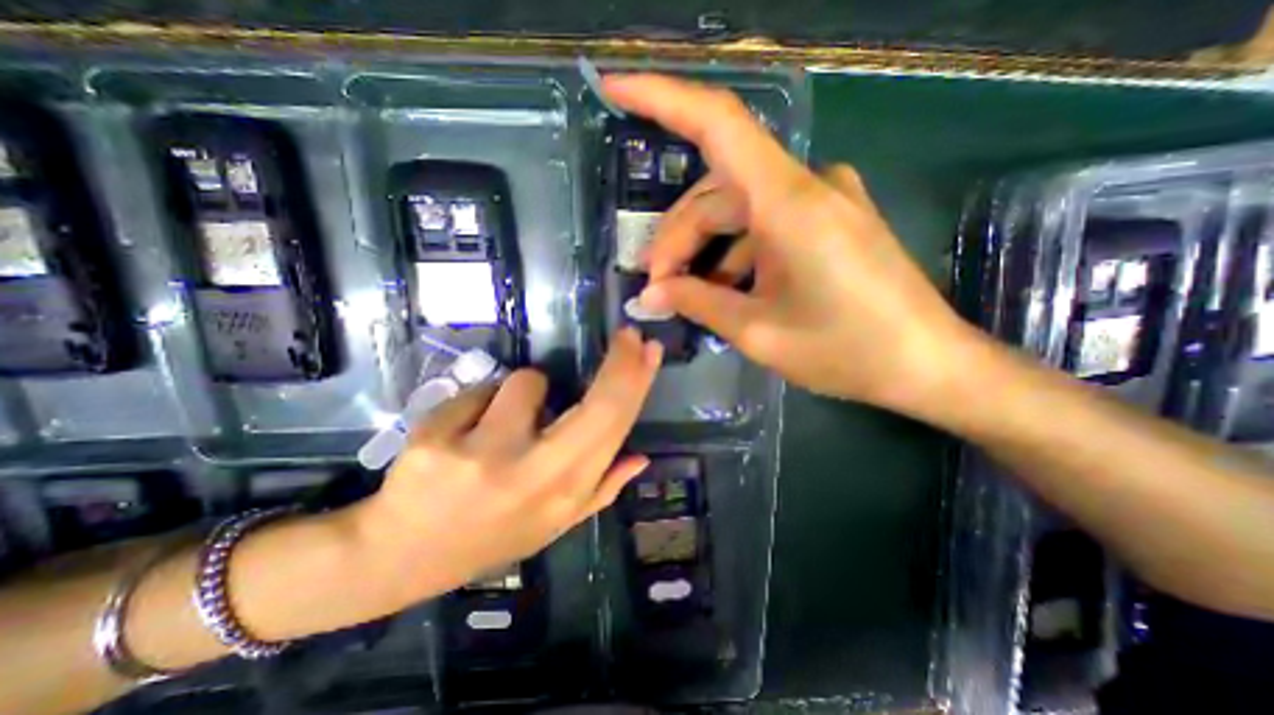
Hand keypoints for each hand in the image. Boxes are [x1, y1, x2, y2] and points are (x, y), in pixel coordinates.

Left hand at [346, 327, 662, 604]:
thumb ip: (601, 490)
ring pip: (524, 382)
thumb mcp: (553, 524)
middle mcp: (533, 474)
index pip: (613, 428)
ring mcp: (483, 456)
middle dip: (619, 362)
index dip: (636, 384)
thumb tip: (640, 458)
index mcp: (564, 494)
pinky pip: (478, 391)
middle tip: (628, 337)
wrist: (400, 557)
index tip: (648, 349)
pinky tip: (462, 434)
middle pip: (595, 405)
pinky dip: (479, 403)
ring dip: (522, 392)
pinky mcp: (437, 439)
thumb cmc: (489, 537)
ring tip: (501, 424)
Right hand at [603, 72, 976, 414]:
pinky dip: (734, 254)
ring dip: (703, 250)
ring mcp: (820, 200)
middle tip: (657, 287)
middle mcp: (805, 185)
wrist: (926, 364)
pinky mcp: (827, 221)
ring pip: (737, 210)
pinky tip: (724, 290)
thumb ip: (698, 304)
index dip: (661, 98)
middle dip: (677, 239)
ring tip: (684, 295)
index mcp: (788, 202)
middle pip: (716, 191)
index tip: (614, 88)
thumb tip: (650, 295)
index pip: (716, 124)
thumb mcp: (757, 331)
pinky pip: (764, 225)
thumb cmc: (846, 350)